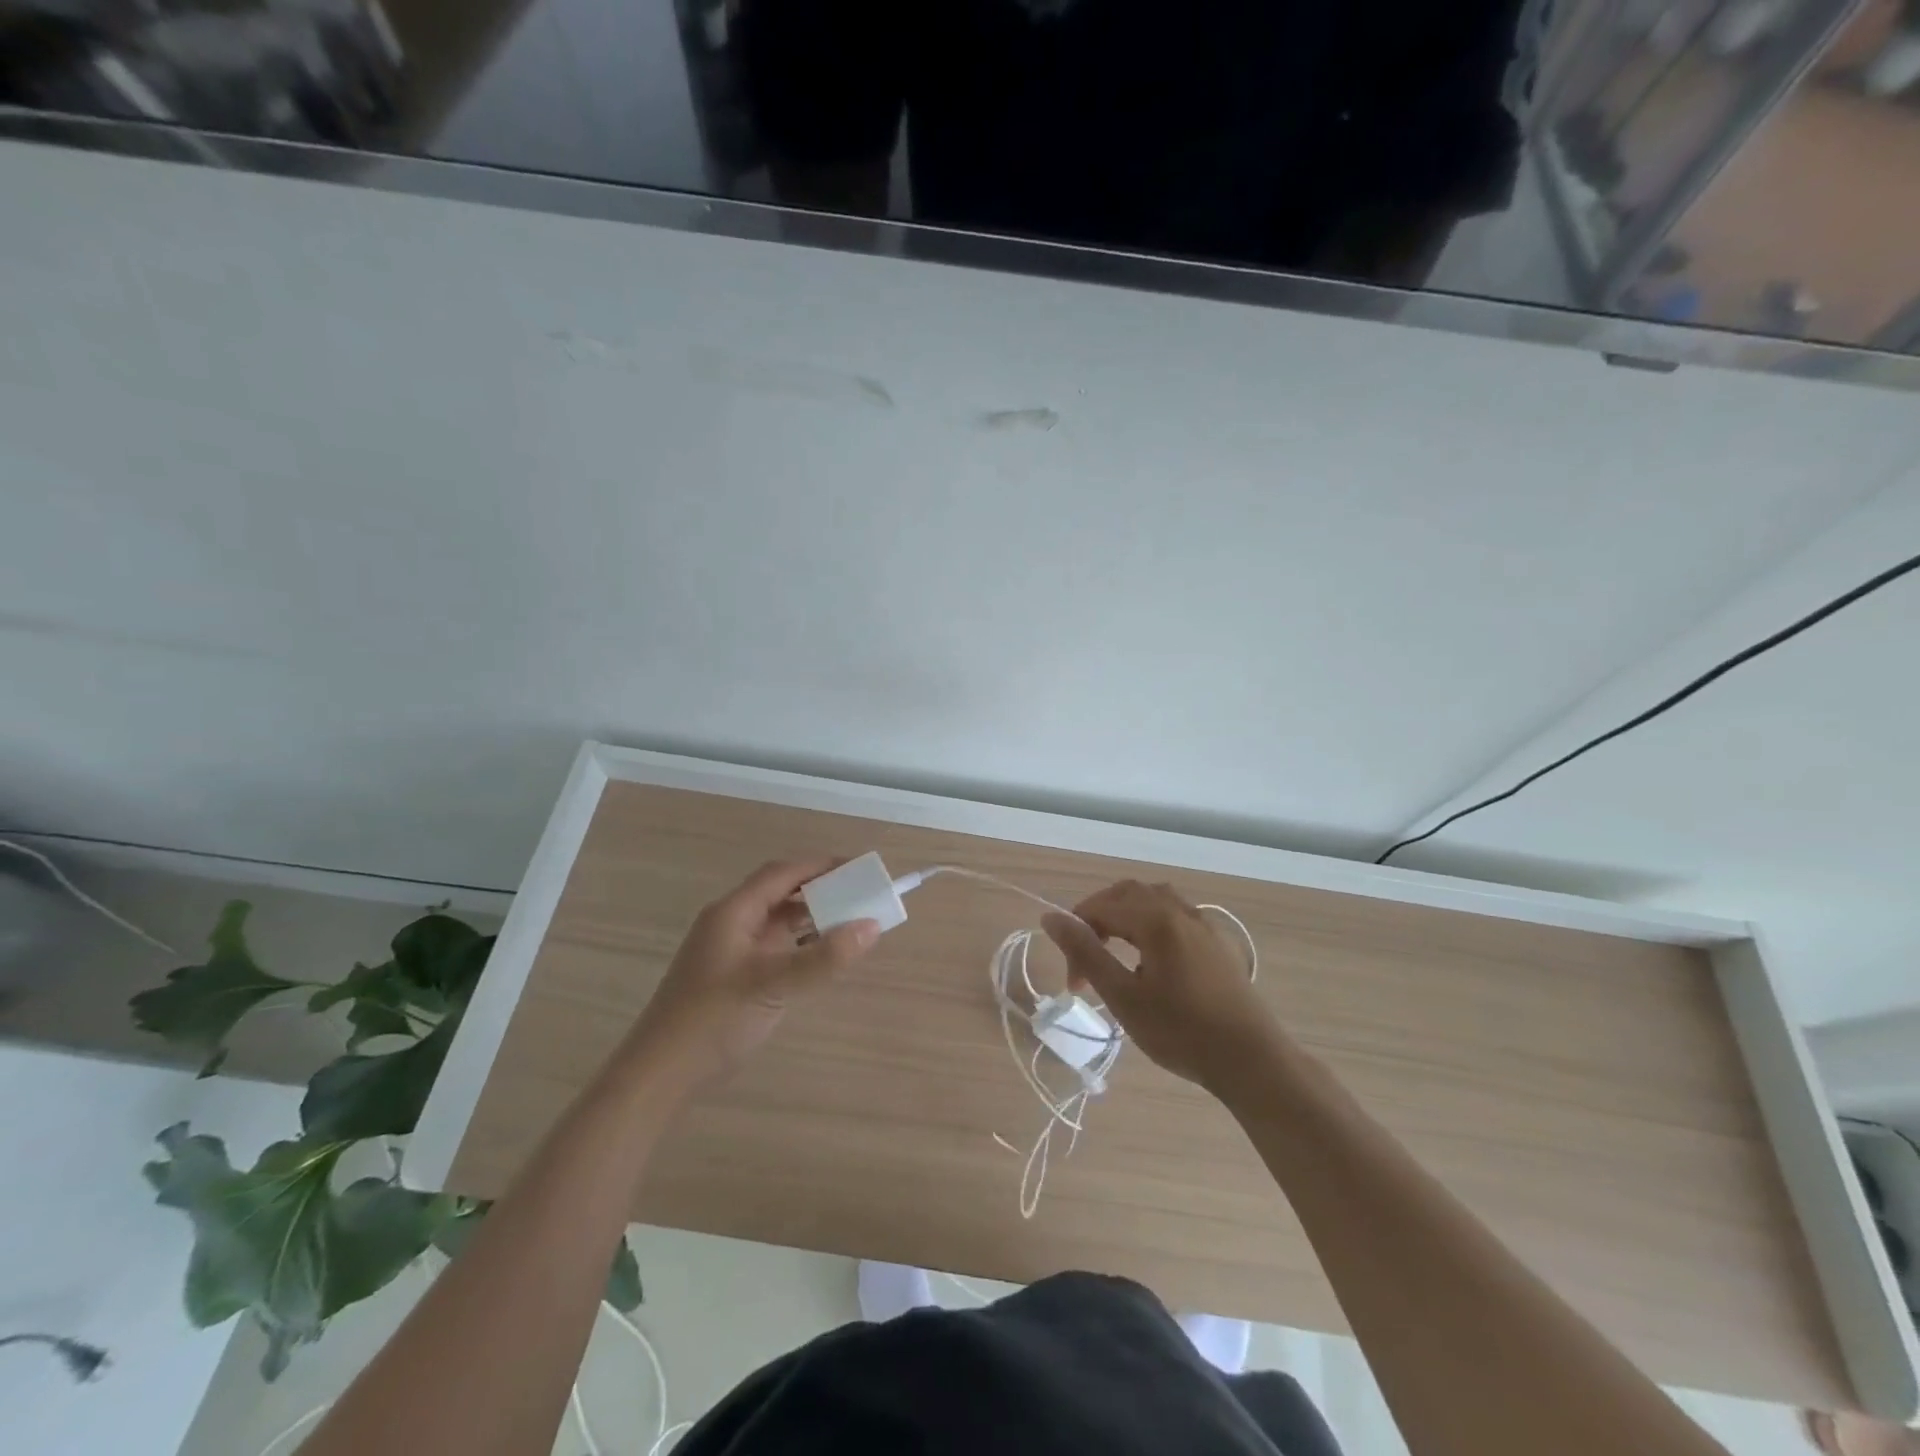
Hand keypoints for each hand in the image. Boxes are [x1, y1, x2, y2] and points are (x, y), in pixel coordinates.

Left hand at [624, 859, 878, 1091]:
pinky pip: (775, 946)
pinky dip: (801, 943)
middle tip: (860, 894)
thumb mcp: (772, 985)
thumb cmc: (713, 1019)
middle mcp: (731, 922)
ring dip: (811, 917)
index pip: (782, 873)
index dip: (820, 866)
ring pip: (778, 920)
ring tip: (850, 921)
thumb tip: (872, 926)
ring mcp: (731, 950)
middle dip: (820, 889)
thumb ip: (823, 957)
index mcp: (733, 912)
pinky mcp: (735, 975)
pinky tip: (822, 955)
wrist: (661, 1074)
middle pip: (781, 892)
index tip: (858, 868)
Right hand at [1042, 880, 1280, 1095]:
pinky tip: (1153, 960)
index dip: (1077, 936)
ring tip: (1116, 954)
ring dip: (1126, 918)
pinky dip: (1151, 924)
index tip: (1075, 981)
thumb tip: (1050, 917)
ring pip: (1154, 900)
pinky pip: (1176, 915)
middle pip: (1127, 894)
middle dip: (1099, 919)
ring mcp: (1204, 924)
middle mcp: (1180, 910)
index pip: (1100, 907)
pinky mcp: (1218, 942)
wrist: (1251, 1060)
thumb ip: (1086, 952)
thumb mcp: (1123, 996)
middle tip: (1088, 961)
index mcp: (1156, 919)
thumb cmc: (1181, 1032)